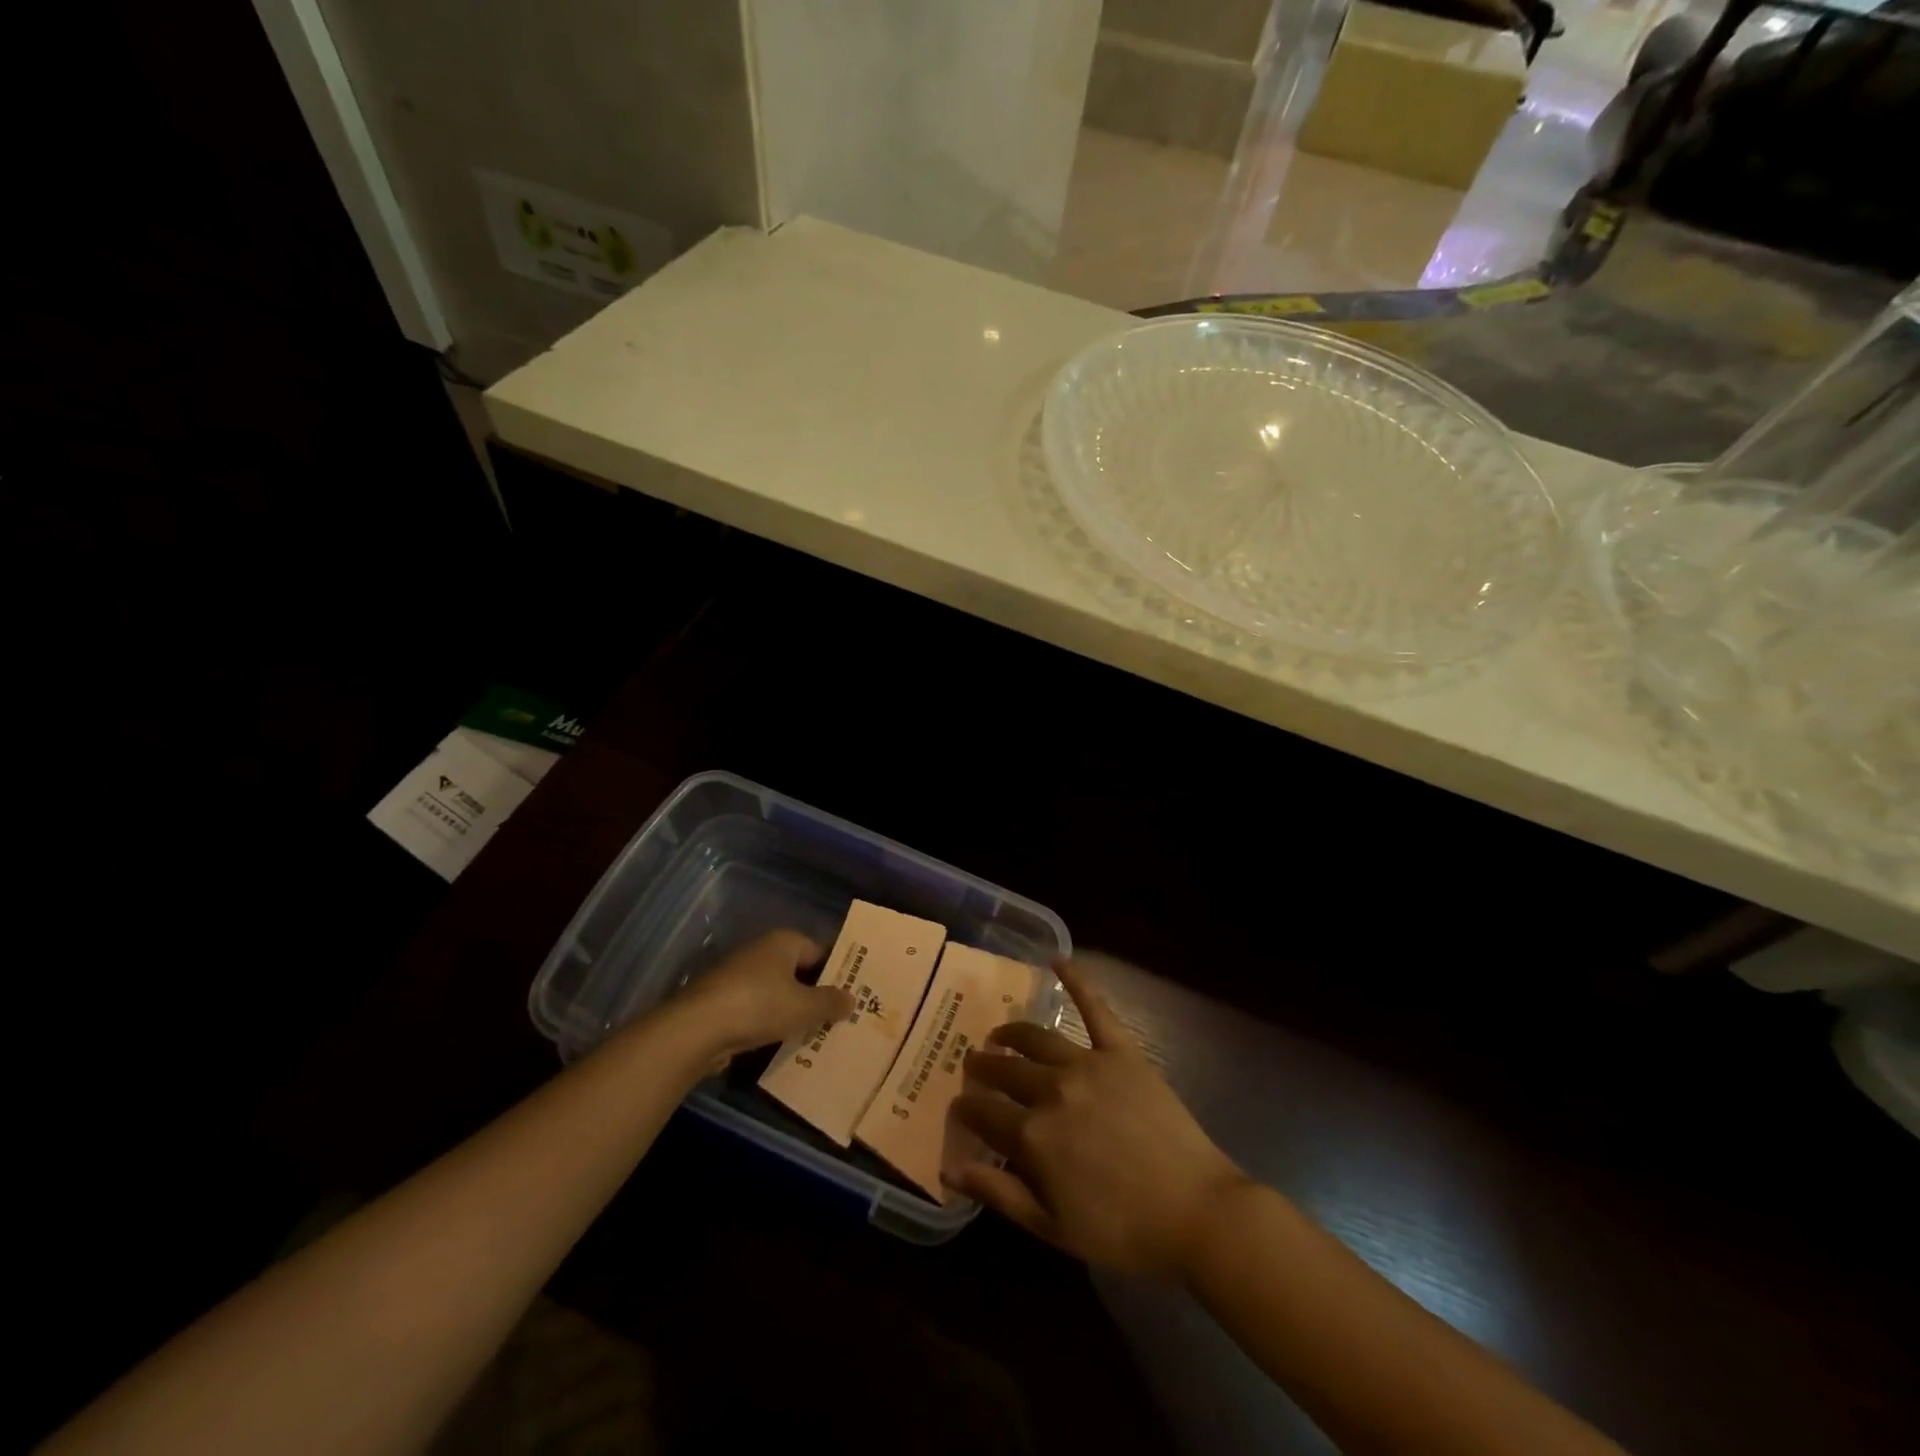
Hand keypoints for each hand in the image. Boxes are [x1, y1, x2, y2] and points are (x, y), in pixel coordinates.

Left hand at [671, 930, 853, 1060]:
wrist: (696, 1029)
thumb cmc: (759, 1006)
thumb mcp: (804, 1007)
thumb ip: (830, 1002)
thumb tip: (850, 999)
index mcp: (783, 941)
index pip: (819, 952)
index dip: (836, 973)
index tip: (852, 995)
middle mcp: (761, 951)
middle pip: (797, 972)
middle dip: (815, 995)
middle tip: (837, 1018)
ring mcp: (738, 976)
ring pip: (777, 993)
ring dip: (792, 1012)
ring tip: (815, 1036)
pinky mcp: (722, 1001)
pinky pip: (757, 1010)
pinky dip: (769, 1023)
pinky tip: (782, 1044)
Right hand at [946, 960, 1246, 1275]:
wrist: (1195, 1213)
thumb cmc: (1122, 1230)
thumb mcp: (1052, 1227)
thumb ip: (998, 1193)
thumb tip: (949, 1167)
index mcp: (1032, 1135)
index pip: (984, 1111)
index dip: (967, 1107)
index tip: (959, 1104)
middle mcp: (1052, 1089)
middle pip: (1006, 1070)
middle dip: (983, 1066)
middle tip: (973, 1063)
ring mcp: (1088, 1064)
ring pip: (1037, 1038)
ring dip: (1012, 1032)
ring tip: (1000, 1033)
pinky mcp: (1122, 1051)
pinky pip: (1095, 1008)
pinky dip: (1077, 981)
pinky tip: (1058, 960)